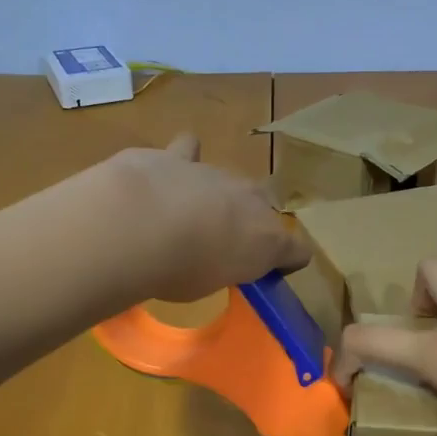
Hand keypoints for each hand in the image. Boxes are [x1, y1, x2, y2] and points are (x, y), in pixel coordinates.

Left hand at [107, 135, 311, 301]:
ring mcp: (216, 173)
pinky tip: (171, 167)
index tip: (268, 272)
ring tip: (191, 212)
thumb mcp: (208, 285)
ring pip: (229, 180)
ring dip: (217, 195)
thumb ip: (220, 267)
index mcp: (267, 240)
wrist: (138, 224)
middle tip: (222, 243)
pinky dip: (183, 158)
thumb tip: (216, 258)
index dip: (287, 261)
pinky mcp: (178, 156)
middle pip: (264, 207)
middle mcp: (251, 200)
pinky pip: (189, 149)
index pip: (298, 251)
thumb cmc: (179, 270)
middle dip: (249, 221)